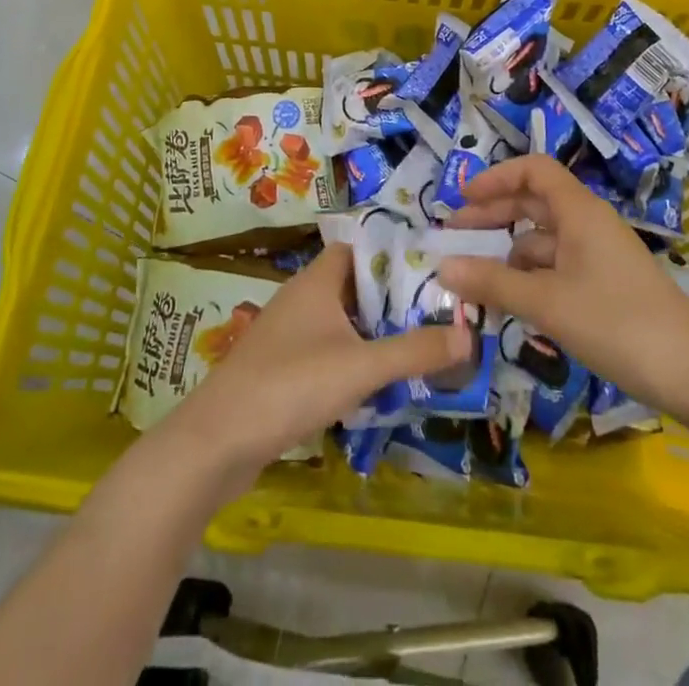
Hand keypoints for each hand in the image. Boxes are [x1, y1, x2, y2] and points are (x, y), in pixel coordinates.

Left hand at [159, 243, 470, 490]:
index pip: (358, 248)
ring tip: (417, 342)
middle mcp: (301, 297)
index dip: (392, 253)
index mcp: (317, 280)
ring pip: (340, 319)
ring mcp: (287, 333)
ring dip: (373, 329)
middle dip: (391, 296)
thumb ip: (414, 350)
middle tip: (436, 309)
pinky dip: (352, 356)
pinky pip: (326, 348)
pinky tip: (376, 380)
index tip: (431, 266)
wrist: (218, 440)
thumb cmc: (291, 385)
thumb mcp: (361, 367)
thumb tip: (469, 334)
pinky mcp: (280, 367)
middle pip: (353, 284)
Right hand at [439, 155, 688, 426]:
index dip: (496, 178)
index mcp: (579, 211)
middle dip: (493, 217)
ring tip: (475, 282)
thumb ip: (492, 283)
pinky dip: (529, 279)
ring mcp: (598, 256)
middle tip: (454, 238)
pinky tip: (511, 305)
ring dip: (508, 255)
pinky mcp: (605, 286)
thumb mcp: (548, 303)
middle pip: (533, 203)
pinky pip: (557, 269)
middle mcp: (588, 224)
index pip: (533, 170)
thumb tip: (441, 267)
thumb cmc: (619, 323)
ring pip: (543, 241)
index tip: (463, 199)